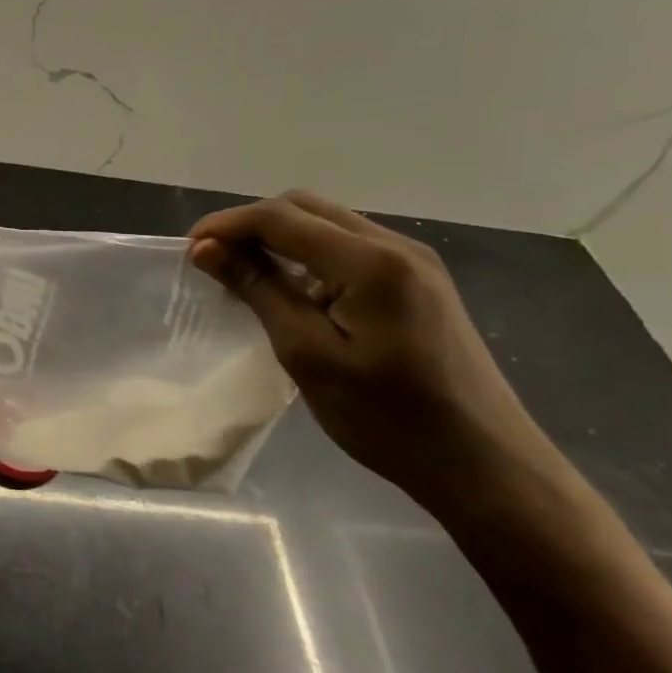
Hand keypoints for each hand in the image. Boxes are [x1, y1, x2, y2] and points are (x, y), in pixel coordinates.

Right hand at [189, 190, 562, 509]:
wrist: (484, 464)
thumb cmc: (387, 418)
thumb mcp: (308, 355)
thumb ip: (258, 290)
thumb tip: (206, 249)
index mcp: (371, 261)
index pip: (282, 217)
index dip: (227, 225)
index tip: (187, 251)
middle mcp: (396, 245)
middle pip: (305, 208)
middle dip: (250, 225)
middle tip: (212, 261)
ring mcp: (413, 262)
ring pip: (327, 224)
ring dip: (278, 238)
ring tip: (242, 274)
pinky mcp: (418, 282)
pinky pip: (349, 247)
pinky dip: (307, 255)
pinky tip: (291, 290)